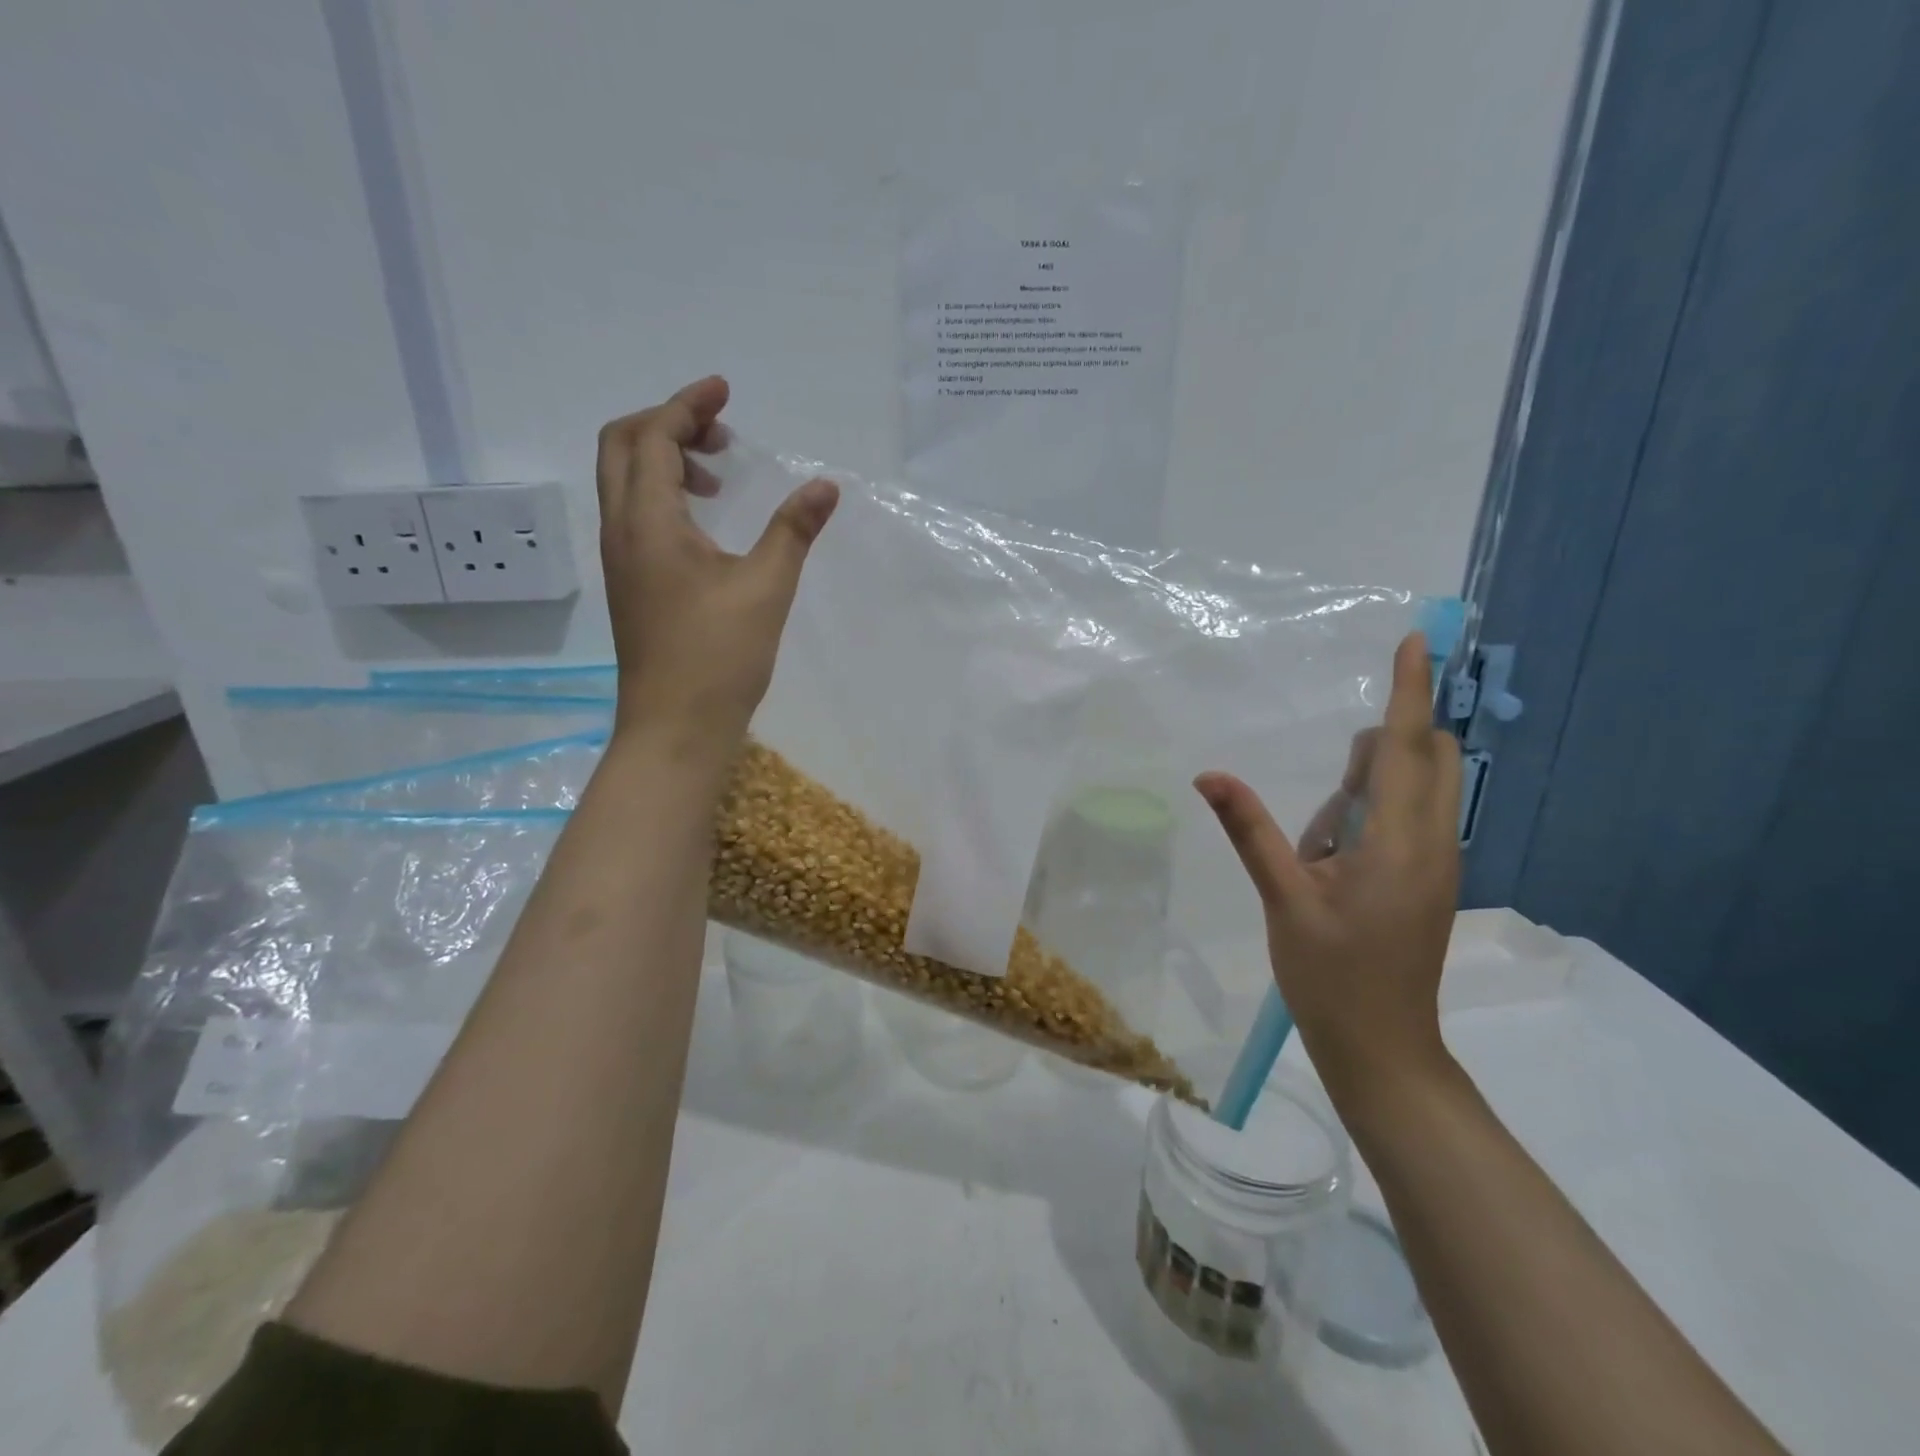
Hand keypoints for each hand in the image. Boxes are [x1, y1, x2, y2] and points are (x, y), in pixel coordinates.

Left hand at [596, 376, 837, 755]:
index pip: (655, 437)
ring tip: (719, 476)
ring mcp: (621, 560)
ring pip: (625, 482)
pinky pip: (635, 514)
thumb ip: (793, 530)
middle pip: (623, 447)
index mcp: (648, 522)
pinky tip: (707, 523)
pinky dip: (664, 496)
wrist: (675, 727)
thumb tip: (824, 486)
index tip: (725, 391)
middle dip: (668, 424)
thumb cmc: (719, 657)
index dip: (688, 405)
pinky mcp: (631, 584)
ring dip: (665, 460)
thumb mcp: (766, 588)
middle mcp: (622, 531)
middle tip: (721, 432)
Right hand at [1195, 633, 1461, 1099]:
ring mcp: (1439, 861)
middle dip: (1380, 746)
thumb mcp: (1283, 899)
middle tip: (1324, 805)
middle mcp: (1434, 841)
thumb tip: (1209, 775)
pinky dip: (1374, 815)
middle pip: (1429, 756)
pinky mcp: (1431, 877)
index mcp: (1401, 842)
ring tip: (1319, 854)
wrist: (1383, 1048)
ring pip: (1420, 787)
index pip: (1407, 746)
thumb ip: (1250, 830)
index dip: (1410, 689)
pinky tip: (1332, 863)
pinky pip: (1411, 817)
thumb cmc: (1331, 976)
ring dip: (1370, 789)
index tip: (1417, 639)